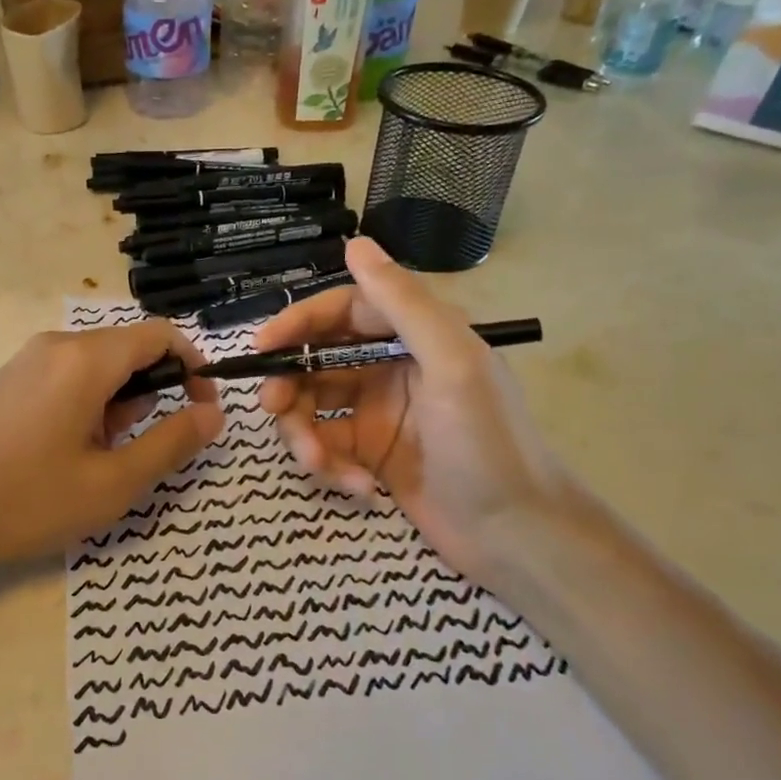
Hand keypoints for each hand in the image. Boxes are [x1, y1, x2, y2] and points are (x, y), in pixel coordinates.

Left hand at [0, 321, 224, 595]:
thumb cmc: (28, 500)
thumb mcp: (113, 483)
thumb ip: (171, 443)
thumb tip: (213, 413)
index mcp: (85, 358)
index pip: (159, 336)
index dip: (193, 367)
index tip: (202, 410)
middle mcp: (56, 344)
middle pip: (128, 349)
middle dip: (151, 393)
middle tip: (139, 448)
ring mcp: (27, 360)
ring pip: (97, 366)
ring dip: (118, 403)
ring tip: (99, 459)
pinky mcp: (9, 380)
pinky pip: (67, 377)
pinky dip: (88, 405)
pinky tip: (68, 452)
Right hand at [255, 236, 572, 585]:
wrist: (517, 537)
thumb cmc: (488, 443)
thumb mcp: (451, 363)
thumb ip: (404, 302)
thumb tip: (354, 242)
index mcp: (416, 336)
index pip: (343, 311)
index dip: (299, 323)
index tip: (262, 346)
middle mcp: (392, 366)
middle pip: (318, 360)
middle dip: (291, 384)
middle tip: (273, 408)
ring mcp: (379, 413)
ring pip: (314, 406)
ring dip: (304, 432)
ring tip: (317, 463)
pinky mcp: (370, 455)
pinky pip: (327, 446)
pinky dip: (329, 465)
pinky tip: (356, 487)